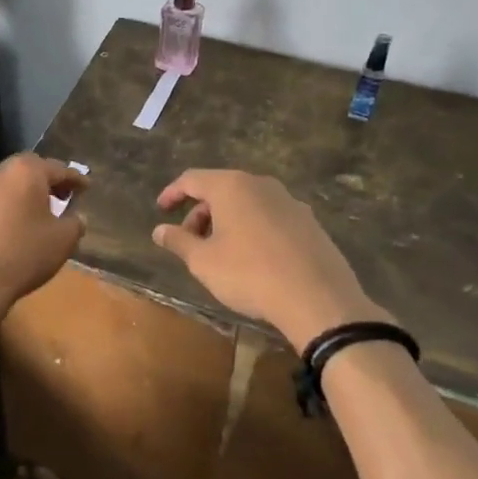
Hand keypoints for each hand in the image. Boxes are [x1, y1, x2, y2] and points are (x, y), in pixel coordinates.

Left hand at [0, 154, 87, 317]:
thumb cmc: (25, 254)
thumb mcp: (64, 240)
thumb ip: (76, 222)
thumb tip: (76, 217)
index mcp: (26, 172)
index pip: (57, 169)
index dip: (75, 179)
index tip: (86, 187)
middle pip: (27, 170)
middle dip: (46, 181)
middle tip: (61, 196)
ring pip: (6, 186)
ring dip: (22, 195)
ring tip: (35, 214)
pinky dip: (4, 210)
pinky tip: (10, 229)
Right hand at [153, 169, 389, 348]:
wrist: (317, 299)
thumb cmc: (249, 274)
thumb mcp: (203, 261)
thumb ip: (178, 241)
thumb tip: (160, 230)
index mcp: (232, 186)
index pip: (192, 179)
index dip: (173, 193)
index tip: (161, 210)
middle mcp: (262, 185)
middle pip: (222, 189)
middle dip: (201, 213)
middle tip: (190, 241)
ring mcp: (290, 202)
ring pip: (248, 203)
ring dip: (227, 221)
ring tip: (220, 252)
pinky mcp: (310, 222)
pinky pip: (270, 217)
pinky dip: (253, 229)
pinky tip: (252, 258)